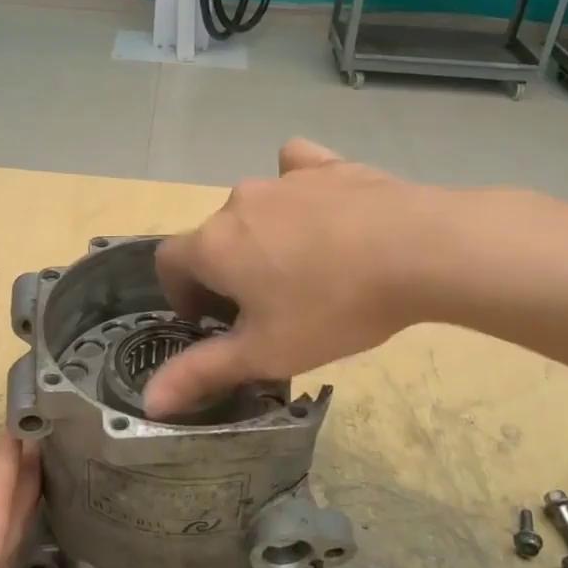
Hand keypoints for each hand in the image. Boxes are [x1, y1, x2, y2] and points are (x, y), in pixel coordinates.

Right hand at [145, 138, 441, 416]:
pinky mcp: (327, 166)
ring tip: (301, 269)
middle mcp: (238, 202)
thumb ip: (201, 373)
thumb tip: (149, 401)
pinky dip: (296, 190)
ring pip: (254, 208)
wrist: (417, 250)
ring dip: (260, 236)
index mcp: (213, 245)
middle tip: (263, 309)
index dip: (180, 293)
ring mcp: (284, 179)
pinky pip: (296, 170)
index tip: (209, 320)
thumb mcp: (265, 353)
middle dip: (224, 271)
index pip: (168, 261)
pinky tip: (319, 209)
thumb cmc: (331, 307)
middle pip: (214, 237)